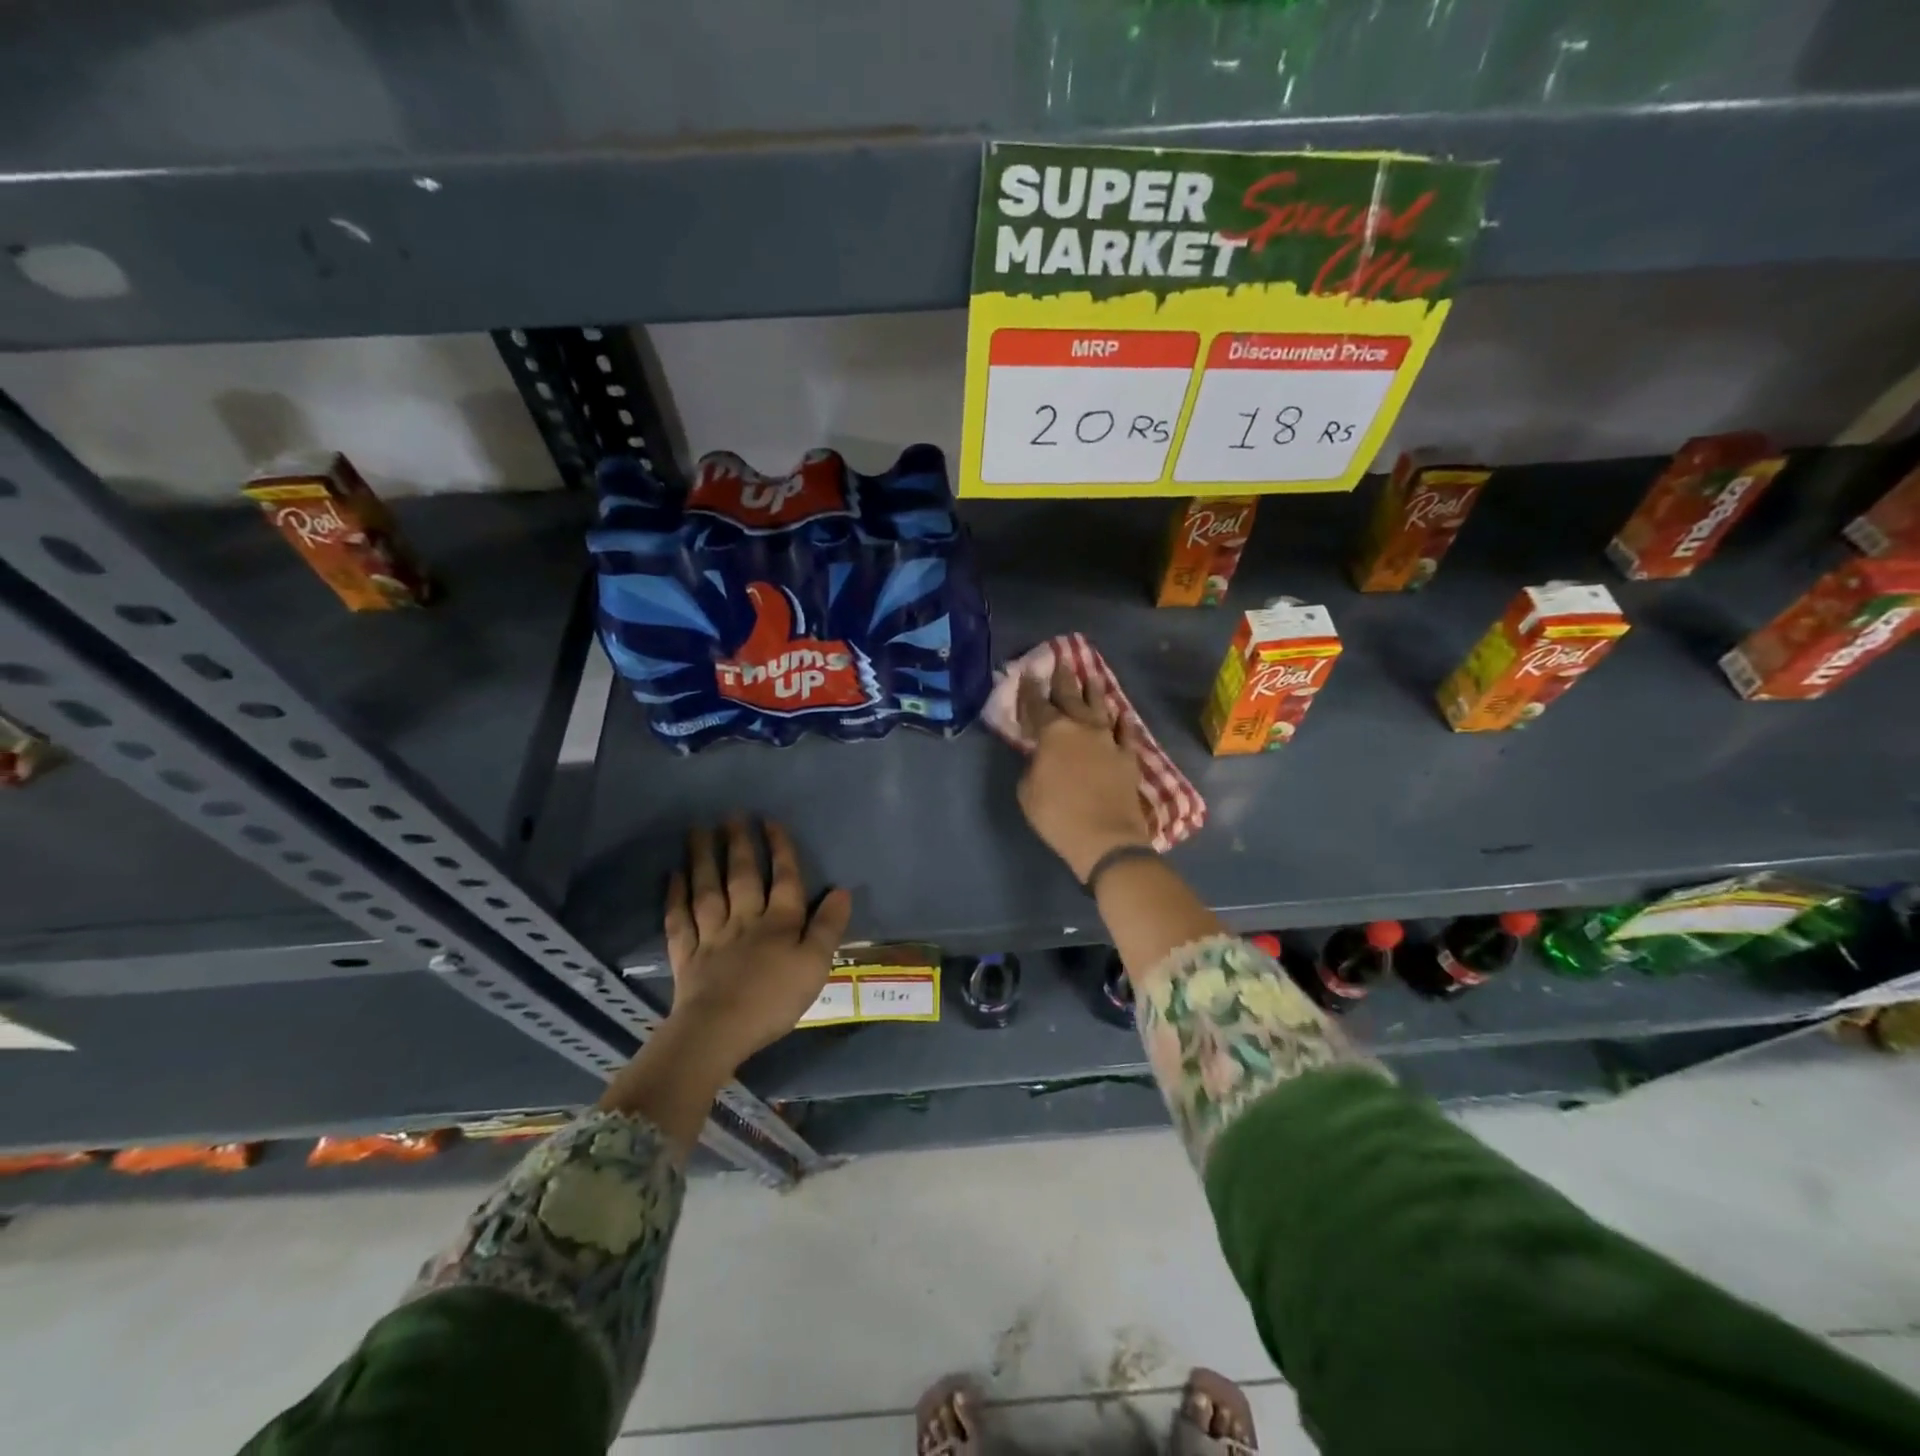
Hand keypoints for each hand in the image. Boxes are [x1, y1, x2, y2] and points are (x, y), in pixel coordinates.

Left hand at [663, 819, 852, 1071]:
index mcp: (779, 922)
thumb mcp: (815, 965)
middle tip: (731, 815)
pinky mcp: (687, 955)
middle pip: (742, 876)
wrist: (719, 1030)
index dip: (780, 849)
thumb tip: (841, 890)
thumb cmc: (774, 999)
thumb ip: (828, 927)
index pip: (784, 878)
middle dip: (739, 844)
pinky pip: (679, 919)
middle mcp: (745, 919)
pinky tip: (673, 876)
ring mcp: (712, 935)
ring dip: (703, 859)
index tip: (771, 821)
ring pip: (707, 889)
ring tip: (697, 830)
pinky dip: (675, 896)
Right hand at [1016, 658, 1153, 881]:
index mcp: (1053, 733)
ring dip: (1095, 691)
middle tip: (1061, 660)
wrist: (1105, 837)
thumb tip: (1040, 755)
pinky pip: (1126, 733)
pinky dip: (1123, 722)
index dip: (1030, 690)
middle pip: (1071, 697)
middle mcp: (1082, 728)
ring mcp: (1109, 741)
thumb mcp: (1028, 790)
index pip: (1038, 704)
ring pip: (1101, 707)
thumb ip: (1032, 765)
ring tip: (1092, 675)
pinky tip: (1122, 714)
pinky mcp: (1128, 757)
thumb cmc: (1057, 814)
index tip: (1028, 673)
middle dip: (1064, 678)